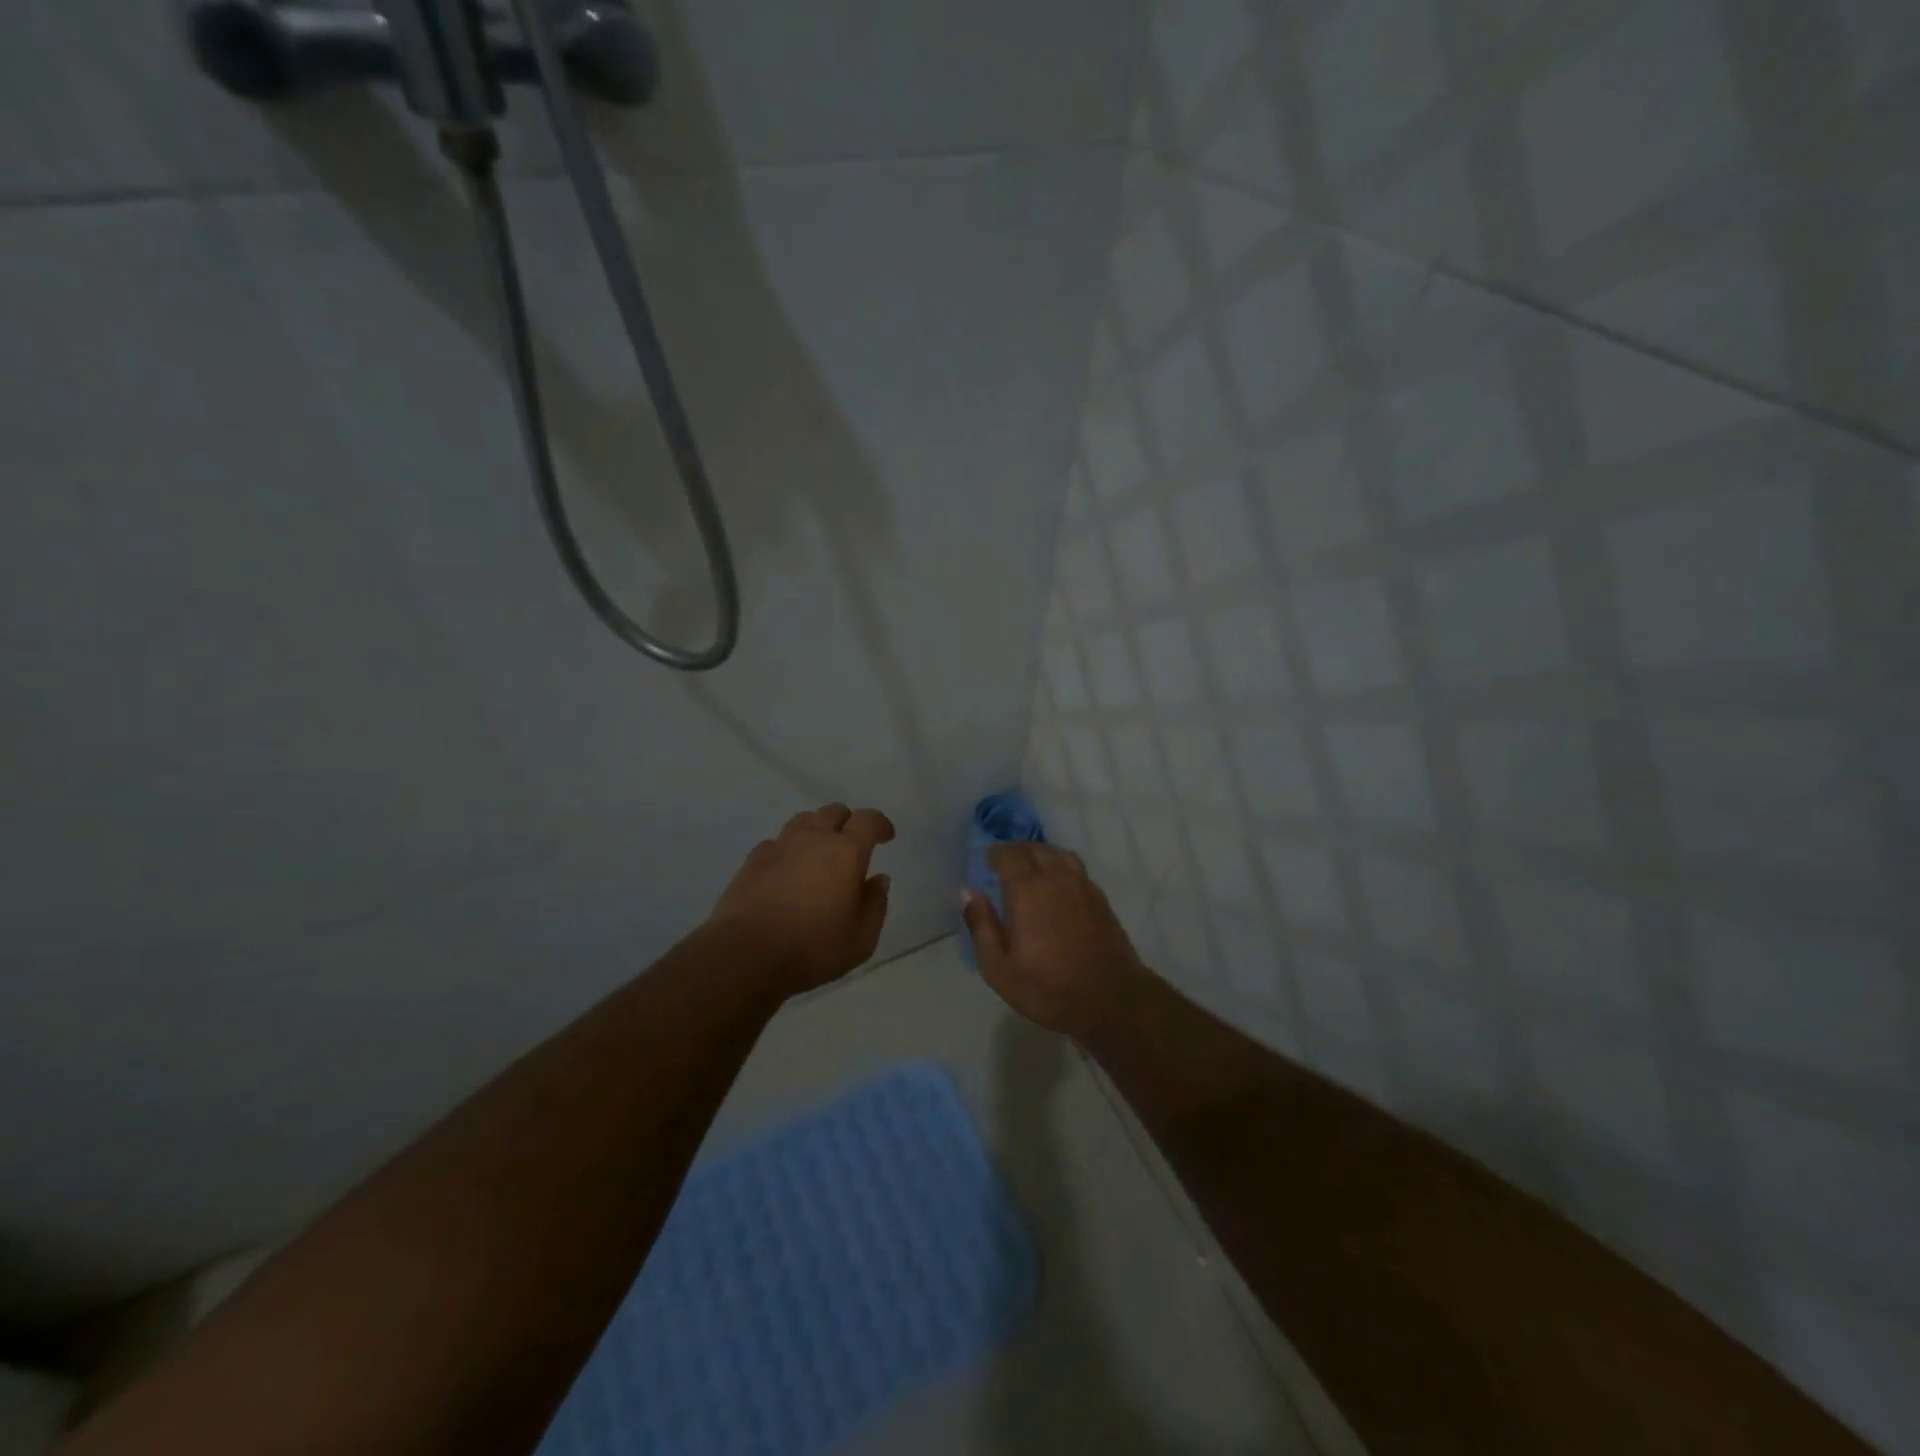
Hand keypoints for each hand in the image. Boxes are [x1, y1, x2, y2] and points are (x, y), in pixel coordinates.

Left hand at [709, 804, 896, 995]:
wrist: (746, 955)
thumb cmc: (813, 948)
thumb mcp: (861, 938)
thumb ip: (875, 905)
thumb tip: (878, 880)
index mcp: (846, 852)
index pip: (868, 820)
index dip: (880, 824)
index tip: (886, 837)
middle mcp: (813, 838)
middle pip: (833, 812)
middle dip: (848, 822)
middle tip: (852, 844)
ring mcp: (780, 846)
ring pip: (803, 820)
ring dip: (817, 830)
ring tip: (820, 852)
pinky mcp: (753, 860)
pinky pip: (777, 842)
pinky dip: (789, 849)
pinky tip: (788, 869)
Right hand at [963, 844, 1149, 1037]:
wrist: (1110, 999)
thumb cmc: (1047, 987)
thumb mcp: (999, 967)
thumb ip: (981, 925)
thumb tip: (968, 892)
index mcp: (1028, 889)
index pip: (1009, 855)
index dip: (995, 853)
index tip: (985, 860)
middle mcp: (1057, 878)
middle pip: (1035, 849)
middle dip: (1017, 851)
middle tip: (1004, 863)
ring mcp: (1083, 886)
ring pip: (1060, 855)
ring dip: (1042, 854)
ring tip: (1031, 868)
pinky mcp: (1100, 899)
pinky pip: (1077, 870)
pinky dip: (1062, 867)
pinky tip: (1058, 885)